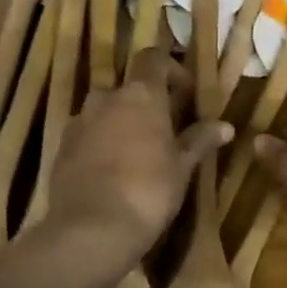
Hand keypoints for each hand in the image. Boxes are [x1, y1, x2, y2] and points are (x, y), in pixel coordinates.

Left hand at [47, 47, 229, 267]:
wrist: (91, 229)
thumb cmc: (148, 191)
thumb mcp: (182, 167)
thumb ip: (200, 140)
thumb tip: (225, 126)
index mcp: (140, 95)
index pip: (153, 59)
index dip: (171, 69)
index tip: (185, 93)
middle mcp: (106, 99)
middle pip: (128, 88)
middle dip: (145, 103)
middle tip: (164, 129)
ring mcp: (79, 122)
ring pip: (105, 112)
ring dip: (121, 123)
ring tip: (138, 152)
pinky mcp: (61, 148)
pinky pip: (87, 135)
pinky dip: (100, 144)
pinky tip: (113, 172)